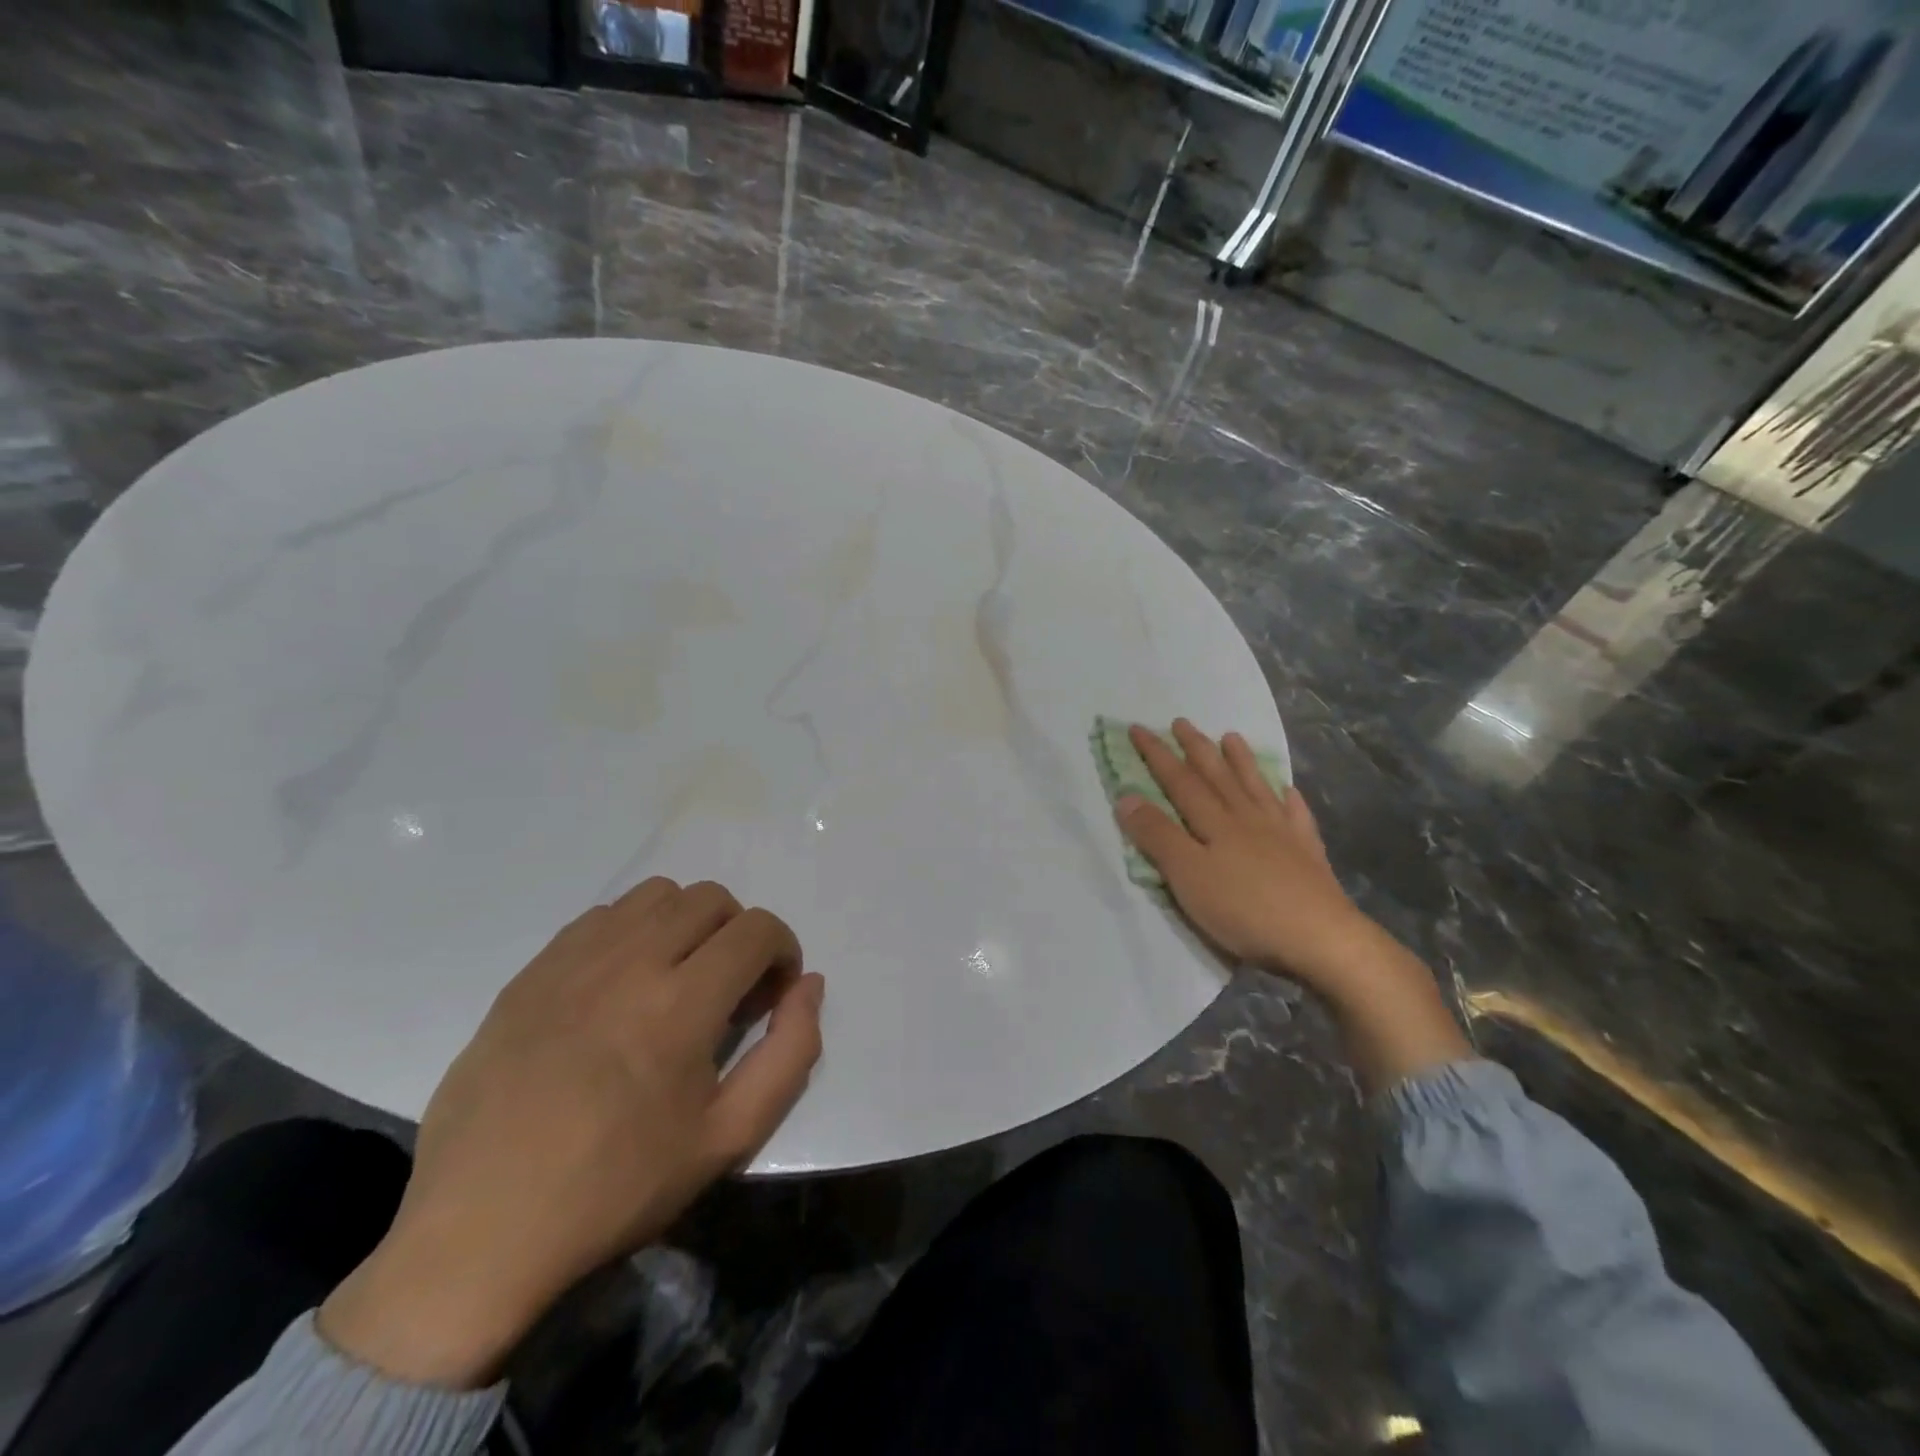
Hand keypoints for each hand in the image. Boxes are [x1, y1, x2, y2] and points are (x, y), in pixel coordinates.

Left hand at [319, 878, 823, 1387]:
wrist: (481, 1231)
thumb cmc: (617, 1188)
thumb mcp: (729, 1137)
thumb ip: (790, 1052)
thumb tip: (809, 985)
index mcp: (681, 1004)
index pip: (757, 929)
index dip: (782, 951)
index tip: (772, 993)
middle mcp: (630, 962)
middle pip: (710, 899)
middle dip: (739, 933)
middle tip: (729, 988)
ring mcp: (573, 960)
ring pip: (656, 894)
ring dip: (687, 922)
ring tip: (678, 977)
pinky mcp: (533, 971)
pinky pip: (602, 916)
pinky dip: (633, 931)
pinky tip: (622, 984)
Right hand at [1117, 720, 1470, 1091]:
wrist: (1321, 939)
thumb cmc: (1244, 909)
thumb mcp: (1188, 876)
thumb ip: (1158, 836)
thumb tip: (1126, 796)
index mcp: (1215, 822)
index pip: (1178, 780)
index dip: (1156, 755)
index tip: (1139, 728)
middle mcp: (1247, 818)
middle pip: (1217, 776)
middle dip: (1196, 748)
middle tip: (1182, 722)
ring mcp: (1281, 833)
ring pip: (1255, 787)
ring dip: (1240, 762)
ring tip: (1231, 737)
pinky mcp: (1307, 854)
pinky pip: (1296, 815)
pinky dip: (1289, 799)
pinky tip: (1289, 790)